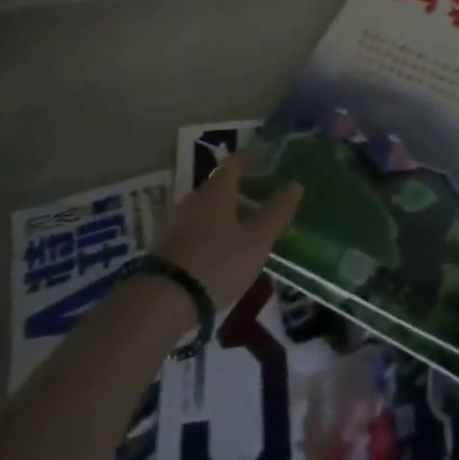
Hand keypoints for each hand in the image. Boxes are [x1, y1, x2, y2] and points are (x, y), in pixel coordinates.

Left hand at [151, 151, 301, 314]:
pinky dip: (210, 232)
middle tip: (261, 204)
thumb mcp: (256, 241)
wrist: (163, 299)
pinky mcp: (165, 244)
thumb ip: (276, 212)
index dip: (250, 160)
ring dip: (225, 215)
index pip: (235, 163)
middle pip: (220, 188)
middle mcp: (194, 198)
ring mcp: (176, 221)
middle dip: (240, 193)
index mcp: (217, 190)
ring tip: (244, 232)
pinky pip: (194, 229)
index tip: (263, 161)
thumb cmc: (218, 262)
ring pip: (206, 210)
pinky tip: (219, 252)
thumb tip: (295, 184)